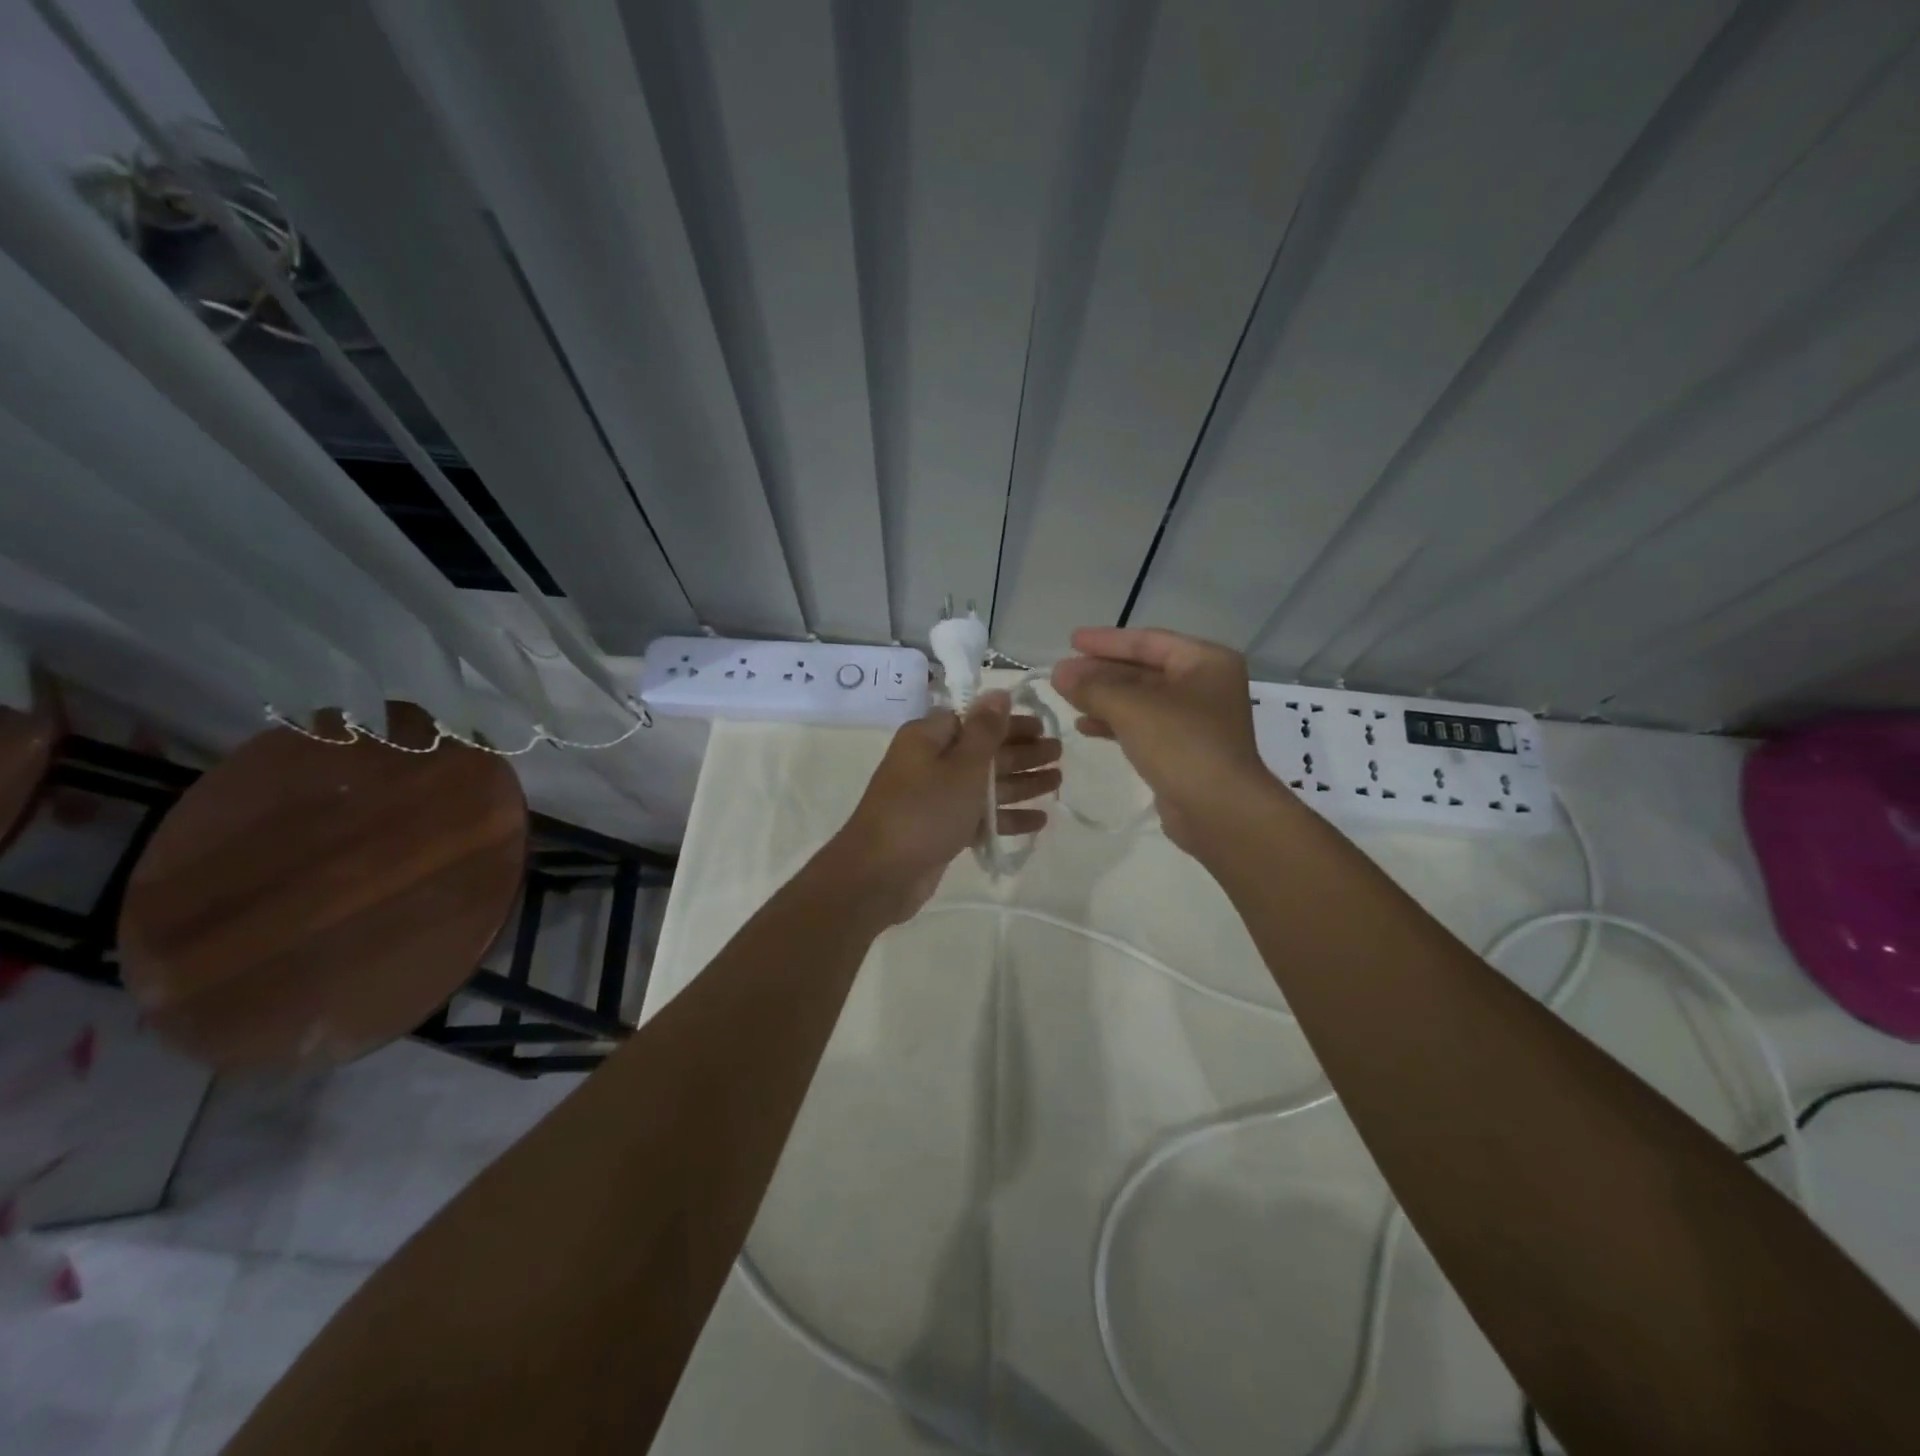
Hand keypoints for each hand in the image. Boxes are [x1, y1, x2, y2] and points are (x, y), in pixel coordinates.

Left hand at [828, 693, 1061, 922]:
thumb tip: (998, 692)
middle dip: (1022, 752)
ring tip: (1058, 781)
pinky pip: (979, 816)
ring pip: (985, 785)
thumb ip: (985, 730)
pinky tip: (1040, 820)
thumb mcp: (962, 766)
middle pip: (983, 751)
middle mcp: (929, 762)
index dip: (1008, 722)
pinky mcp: (941, 830)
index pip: (973, 718)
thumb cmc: (924, 810)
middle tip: (1059, 752)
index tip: (1042, 726)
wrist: (880, 874)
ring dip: (1021, 783)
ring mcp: (935, 798)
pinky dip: (1006, 816)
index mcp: (928, 737)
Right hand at [1051, 627, 1274, 851]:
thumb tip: (1059, 672)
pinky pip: (1143, 726)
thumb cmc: (1182, 745)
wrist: (1220, 811)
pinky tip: (1085, 727)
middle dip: (1101, 672)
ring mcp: (1196, 720)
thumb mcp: (1131, 707)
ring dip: (1104, 698)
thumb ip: (1092, 686)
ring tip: (1067, 699)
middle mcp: (1205, 685)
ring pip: (1141, 700)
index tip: (1071, 641)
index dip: (1106, 641)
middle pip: (1143, 670)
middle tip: (1062, 674)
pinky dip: (1115, 723)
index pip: (1148, 641)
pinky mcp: (1184, 750)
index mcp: (1205, 661)